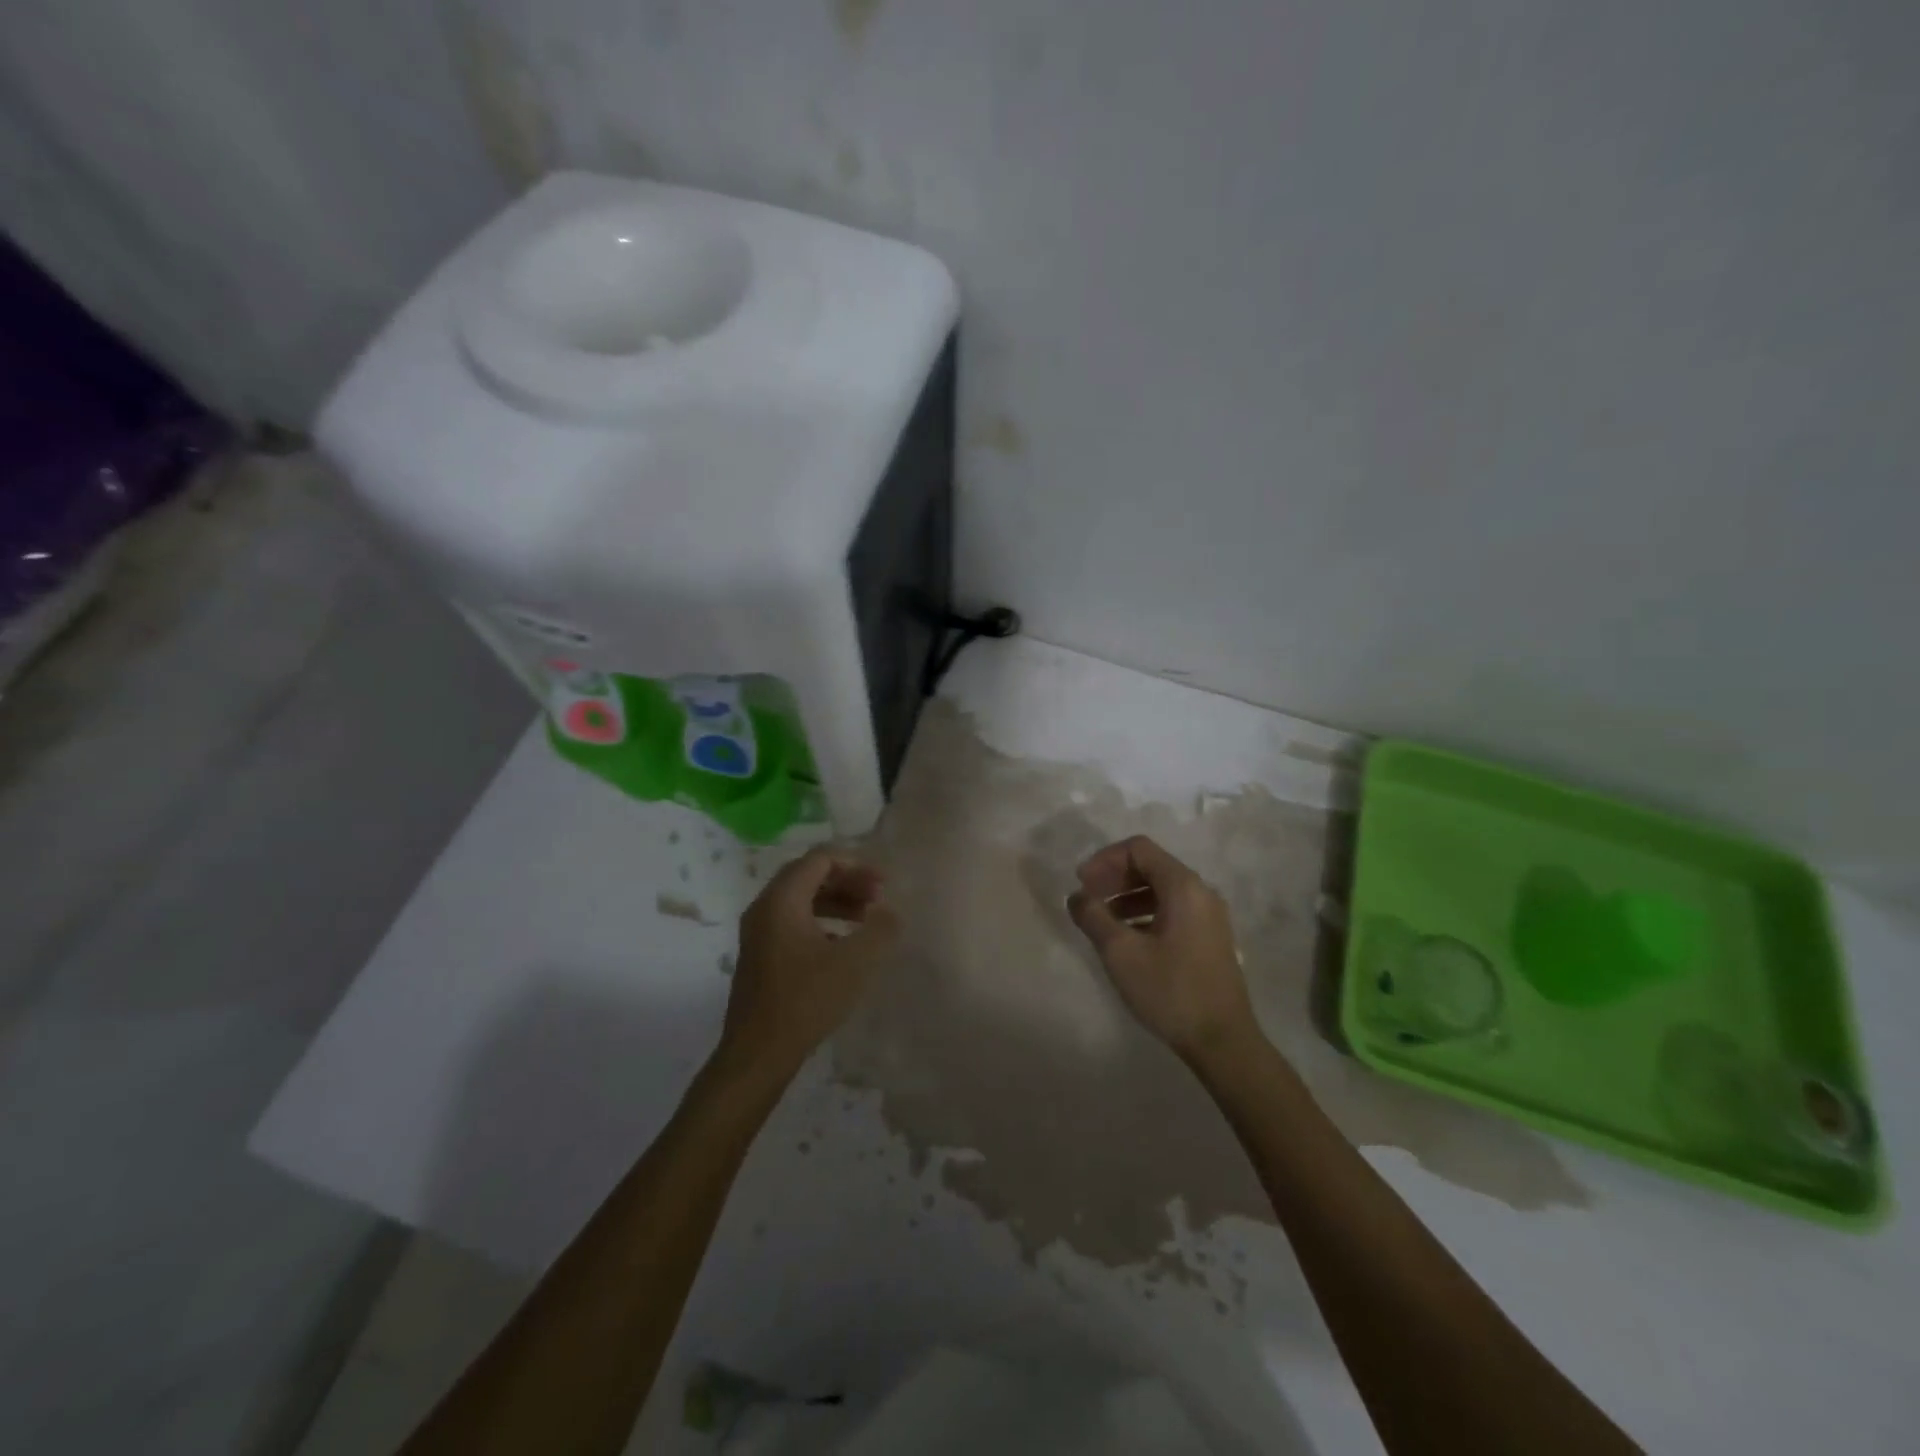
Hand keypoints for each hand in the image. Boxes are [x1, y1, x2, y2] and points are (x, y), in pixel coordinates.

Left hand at [717, 848, 899, 1081]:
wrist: (758, 1054)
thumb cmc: (806, 1000)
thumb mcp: (854, 962)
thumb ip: (880, 929)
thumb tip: (892, 912)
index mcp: (782, 900)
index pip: (820, 859)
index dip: (856, 865)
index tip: (884, 884)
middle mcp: (764, 908)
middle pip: (809, 876)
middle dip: (847, 881)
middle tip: (878, 898)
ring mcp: (758, 933)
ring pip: (801, 900)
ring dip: (836, 902)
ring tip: (866, 919)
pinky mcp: (760, 956)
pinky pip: (793, 922)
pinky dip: (822, 922)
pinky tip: (844, 945)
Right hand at [1067, 835, 1260, 1065]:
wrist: (1223, 1041)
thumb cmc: (1170, 990)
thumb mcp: (1121, 952)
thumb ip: (1093, 917)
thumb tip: (1077, 897)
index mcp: (1183, 886)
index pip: (1138, 849)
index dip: (1104, 860)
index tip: (1081, 883)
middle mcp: (1201, 892)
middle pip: (1151, 866)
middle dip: (1114, 877)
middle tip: (1087, 899)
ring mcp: (1210, 916)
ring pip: (1162, 889)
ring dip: (1128, 896)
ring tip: (1102, 920)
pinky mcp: (1210, 938)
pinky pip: (1173, 910)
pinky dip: (1145, 912)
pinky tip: (1127, 938)